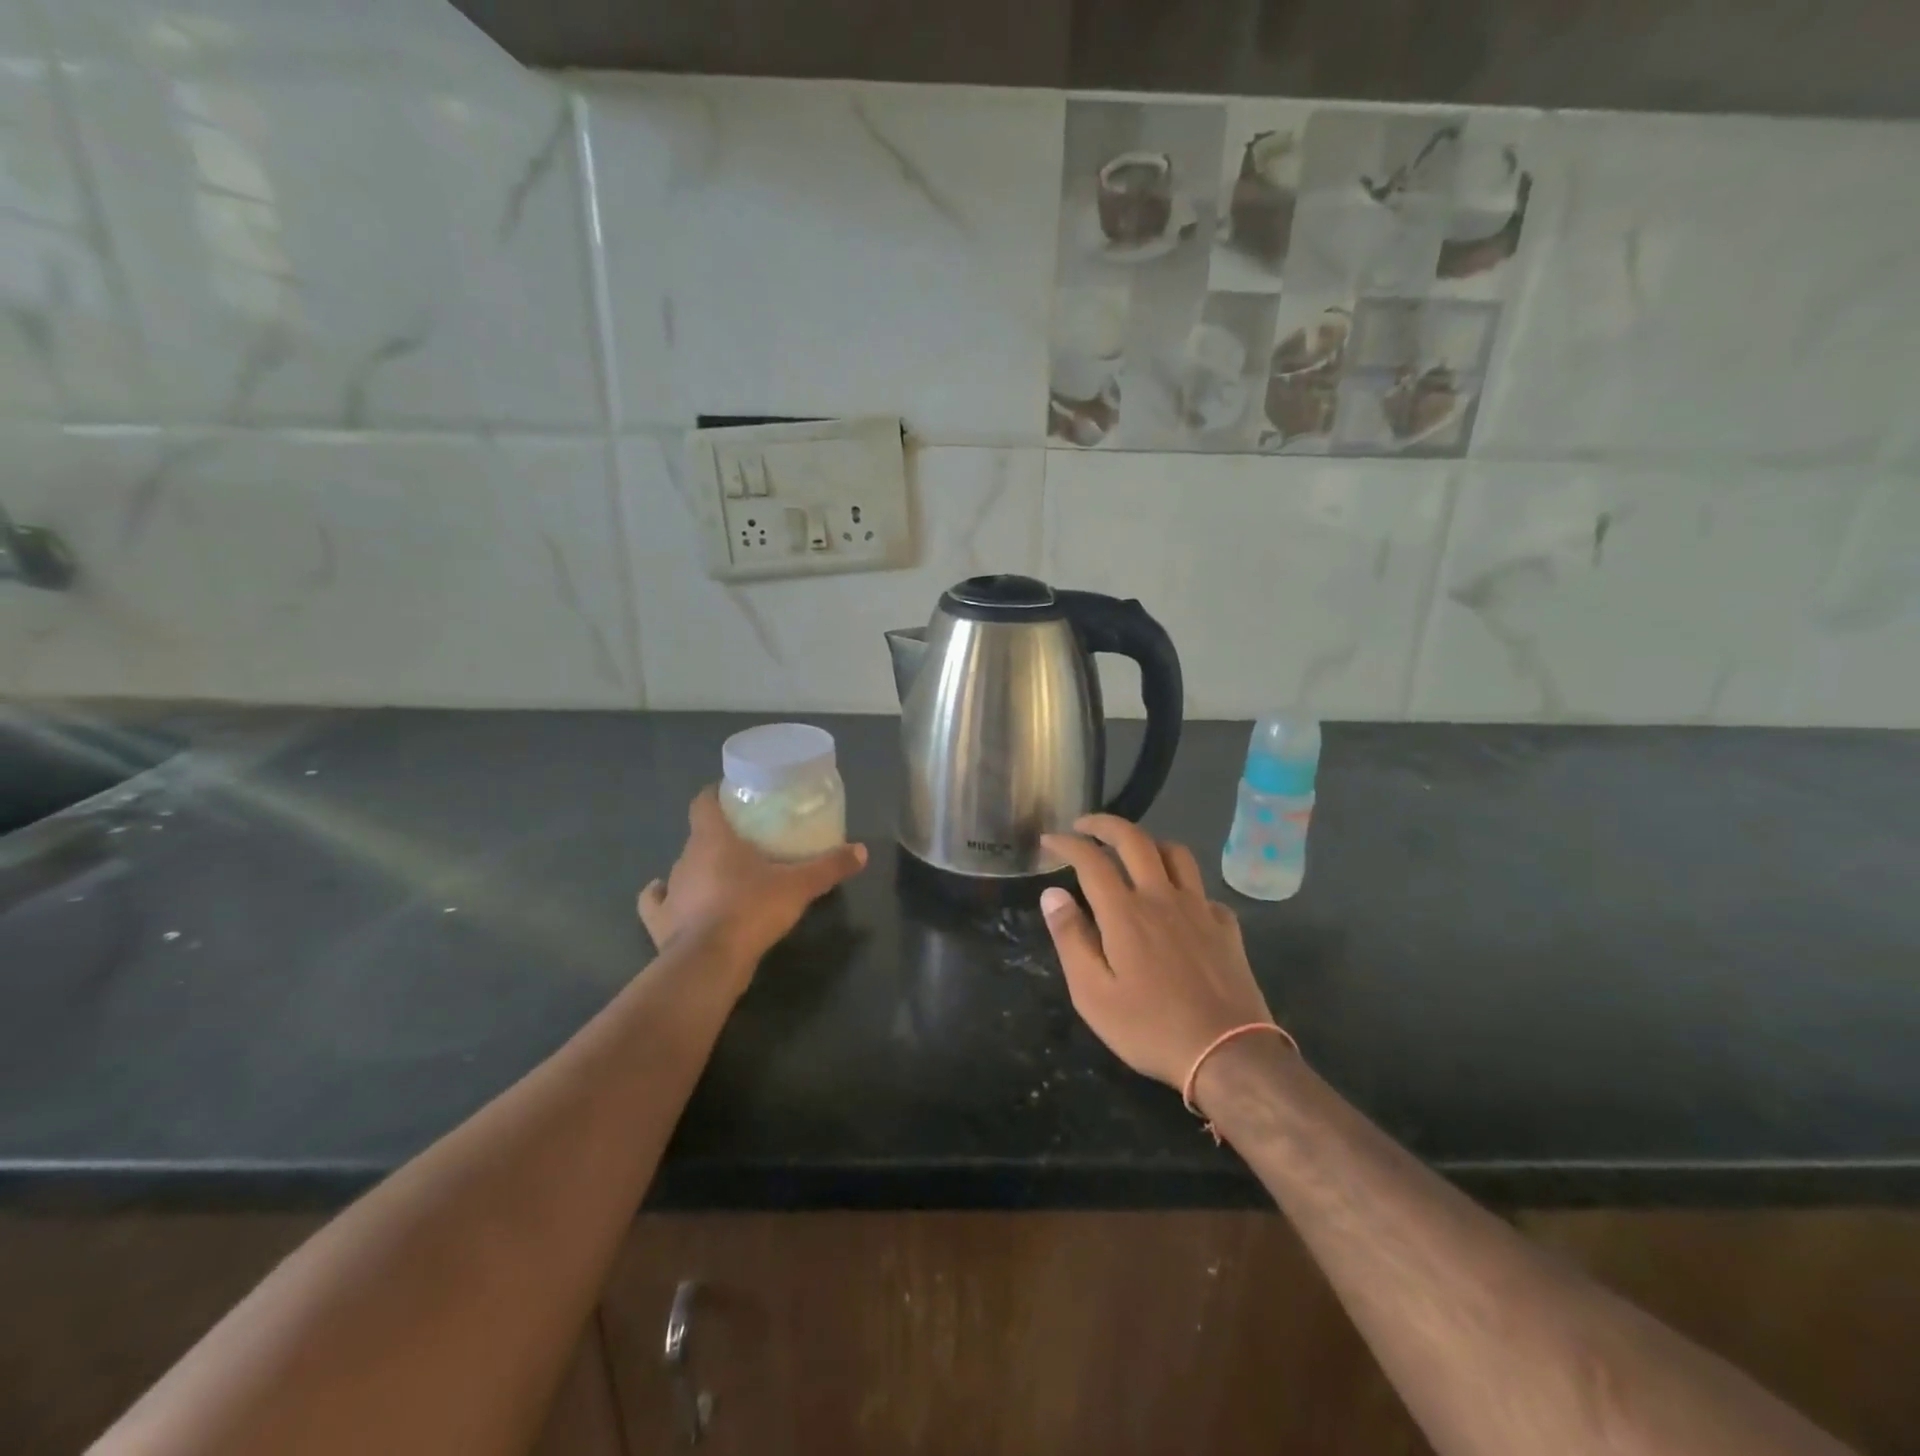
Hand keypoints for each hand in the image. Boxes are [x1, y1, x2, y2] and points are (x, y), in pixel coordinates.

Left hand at [639, 787, 866, 976]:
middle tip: (745, 842)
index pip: (704, 802)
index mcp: (713, 838)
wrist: (710, 962)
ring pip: (682, 868)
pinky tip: (669, 897)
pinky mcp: (659, 922)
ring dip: (698, 868)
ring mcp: (670, 890)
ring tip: (721, 875)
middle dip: (717, 836)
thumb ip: (829, 866)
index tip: (732, 795)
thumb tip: (862, 851)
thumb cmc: (752, 909)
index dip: (715, 794)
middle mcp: (686, 857)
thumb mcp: (799, 886)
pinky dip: (662, 898)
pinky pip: (656, 902)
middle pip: (698, 835)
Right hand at [1039, 815, 1276, 1089]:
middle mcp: (1162, 897)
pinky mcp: (1226, 926)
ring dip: (1148, 842)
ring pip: (1175, 853)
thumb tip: (1053, 893)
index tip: (1050, 839)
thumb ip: (1070, 938)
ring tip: (1132, 851)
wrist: (1227, 1054)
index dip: (1067, 843)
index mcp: (1125, 913)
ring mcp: (1199, 908)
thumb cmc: (1149, 1027)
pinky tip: (1176, 901)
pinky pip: (1202, 888)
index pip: (1091, 860)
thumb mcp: (1092, 993)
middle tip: (1085, 825)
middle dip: (1105, 824)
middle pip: (1134, 840)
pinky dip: (1183, 883)